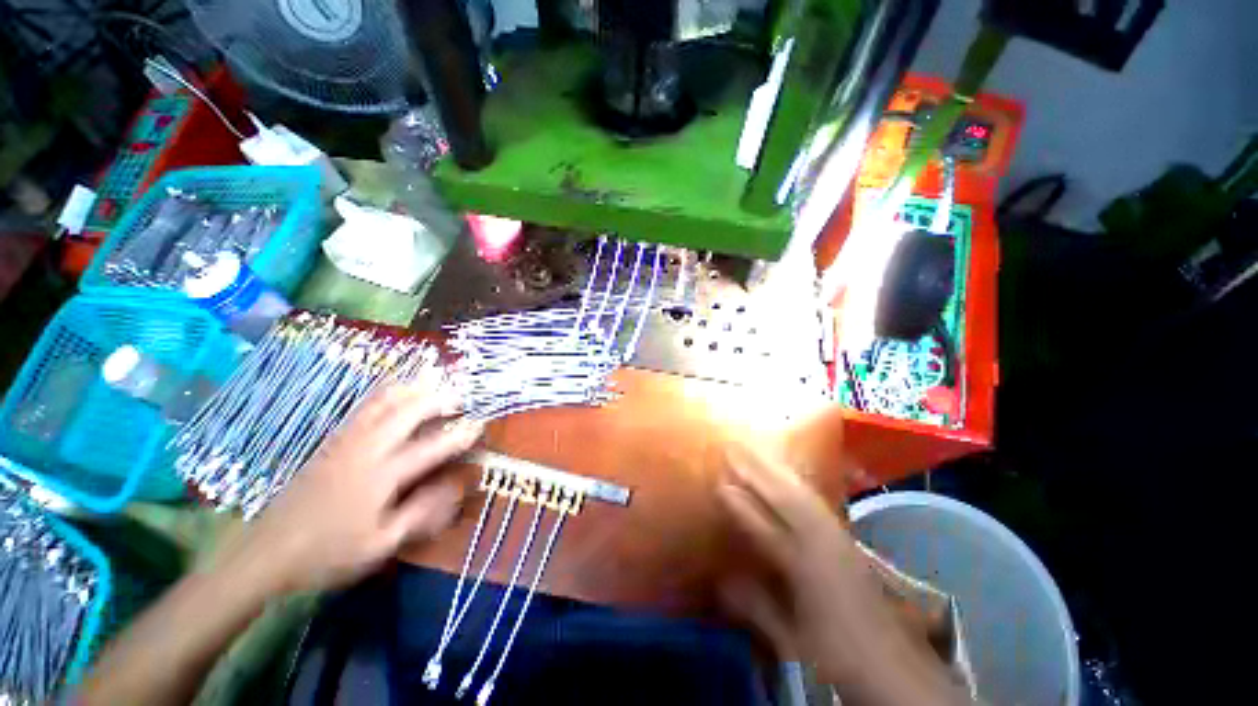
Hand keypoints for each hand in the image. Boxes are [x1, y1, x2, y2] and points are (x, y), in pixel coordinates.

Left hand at [222, 380, 483, 595]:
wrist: (267, 552)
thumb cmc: (328, 553)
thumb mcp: (380, 545)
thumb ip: (419, 514)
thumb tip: (453, 488)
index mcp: (381, 477)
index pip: (430, 449)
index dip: (458, 435)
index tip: (479, 424)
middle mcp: (366, 451)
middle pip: (405, 414)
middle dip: (436, 400)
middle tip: (459, 394)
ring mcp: (346, 443)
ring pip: (381, 405)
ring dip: (410, 389)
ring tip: (430, 379)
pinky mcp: (331, 443)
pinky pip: (362, 409)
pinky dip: (383, 395)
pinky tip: (392, 390)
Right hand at [718, 444, 970, 704]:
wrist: (897, 669)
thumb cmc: (839, 657)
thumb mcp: (793, 642)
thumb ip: (756, 607)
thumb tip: (721, 580)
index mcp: (808, 570)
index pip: (765, 527)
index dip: (740, 504)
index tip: (719, 482)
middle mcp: (823, 544)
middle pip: (786, 498)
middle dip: (758, 471)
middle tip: (734, 448)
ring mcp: (838, 539)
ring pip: (803, 494)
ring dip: (777, 471)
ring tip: (756, 452)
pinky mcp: (847, 541)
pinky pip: (816, 502)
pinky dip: (797, 484)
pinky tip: (788, 477)